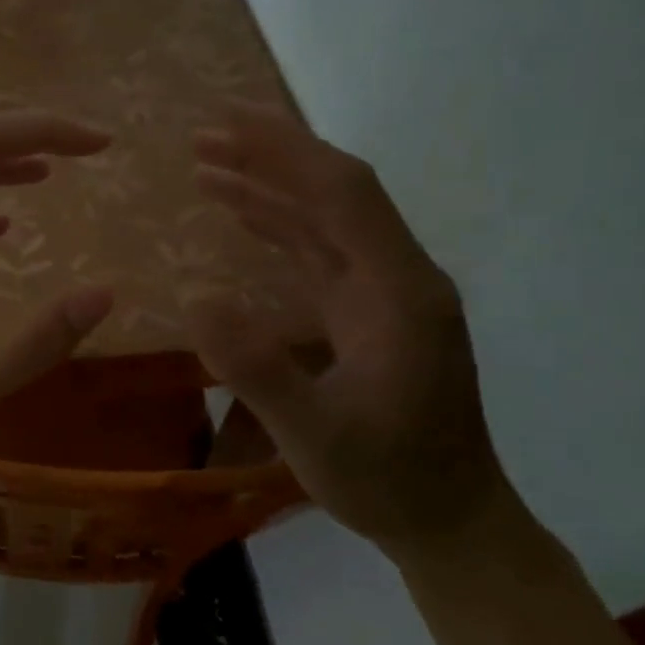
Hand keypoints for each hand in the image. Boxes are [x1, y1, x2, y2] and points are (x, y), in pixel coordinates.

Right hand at [186, 105, 510, 561]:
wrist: (449, 522)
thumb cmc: (386, 480)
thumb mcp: (315, 434)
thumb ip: (259, 369)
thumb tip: (195, 296)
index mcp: (399, 294)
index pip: (344, 195)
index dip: (285, 151)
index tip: (227, 122)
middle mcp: (399, 279)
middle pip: (336, 195)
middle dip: (272, 158)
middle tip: (202, 138)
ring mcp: (386, 297)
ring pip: (326, 221)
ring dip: (270, 188)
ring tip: (208, 167)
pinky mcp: (369, 316)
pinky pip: (321, 254)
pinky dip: (279, 227)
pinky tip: (244, 218)